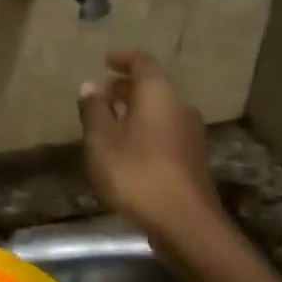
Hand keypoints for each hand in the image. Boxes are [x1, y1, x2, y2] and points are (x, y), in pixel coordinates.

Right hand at [77, 50, 224, 244]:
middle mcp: (180, 107)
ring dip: (135, 112)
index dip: (122, 59)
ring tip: (110, 125)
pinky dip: (145, 131)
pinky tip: (128, 151)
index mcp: (158, 94)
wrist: (184, 222)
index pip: (141, 63)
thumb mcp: (101, 142)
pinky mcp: (192, 159)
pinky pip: (165, 132)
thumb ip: (94, 111)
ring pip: (160, 111)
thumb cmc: (136, 174)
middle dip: (126, 88)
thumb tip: (89, 86)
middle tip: (101, 97)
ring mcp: (191, 134)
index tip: (105, 61)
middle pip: (152, 87)